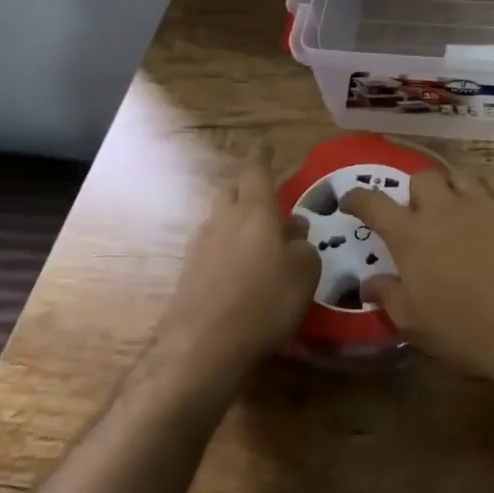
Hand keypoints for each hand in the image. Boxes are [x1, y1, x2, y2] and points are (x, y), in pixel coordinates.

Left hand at [161, 150, 318, 376]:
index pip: (256, 170)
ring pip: (221, 221)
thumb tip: (294, 232)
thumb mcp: (304, 272)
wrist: (202, 348)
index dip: (262, 156)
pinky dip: (227, 252)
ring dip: (237, 223)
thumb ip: (303, 245)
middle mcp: (224, 219)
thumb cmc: (264, 300)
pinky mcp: (189, 275)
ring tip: (259, 242)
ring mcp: (201, 246)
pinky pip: (213, 250)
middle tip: (267, 199)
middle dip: (247, 189)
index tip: (265, 144)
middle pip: (232, 191)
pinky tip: (241, 273)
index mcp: (254, 209)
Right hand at [342, 168, 493, 381]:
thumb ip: (388, 296)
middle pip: (422, 177)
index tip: (350, 199)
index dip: (358, 198)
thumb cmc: (466, 331)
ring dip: (452, 190)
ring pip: (460, 177)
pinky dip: (487, 205)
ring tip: (456, 211)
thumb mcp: (415, 324)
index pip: (374, 203)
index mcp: (412, 236)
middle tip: (419, 214)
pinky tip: (493, 226)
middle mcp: (444, 210)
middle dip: (416, 191)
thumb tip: (368, 282)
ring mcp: (483, 205)